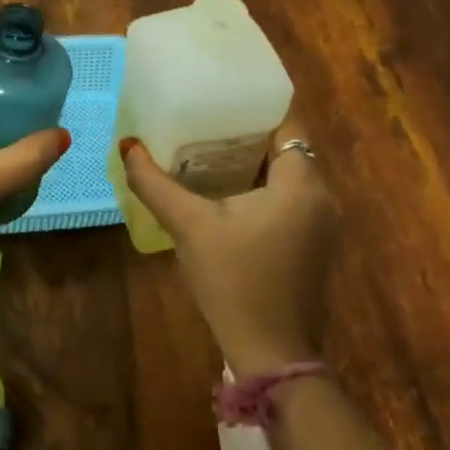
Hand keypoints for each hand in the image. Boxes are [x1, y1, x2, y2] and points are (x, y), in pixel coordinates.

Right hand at [121, 119, 338, 373]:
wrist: (270, 352)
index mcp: (301, 184)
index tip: (219, 97)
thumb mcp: (188, 225)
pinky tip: (226, 192)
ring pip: (288, 174)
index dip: (255, 106)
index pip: (287, 123)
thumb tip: (127, 145)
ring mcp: (322, 224)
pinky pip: (291, 198)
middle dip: (248, 132)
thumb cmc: (233, 280)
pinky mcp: (314, 245)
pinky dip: (263, 187)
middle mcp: (322, 197)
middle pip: (286, 146)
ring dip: (254, 161)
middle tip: (204, 119)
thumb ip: (154, 182)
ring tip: (208, 149)